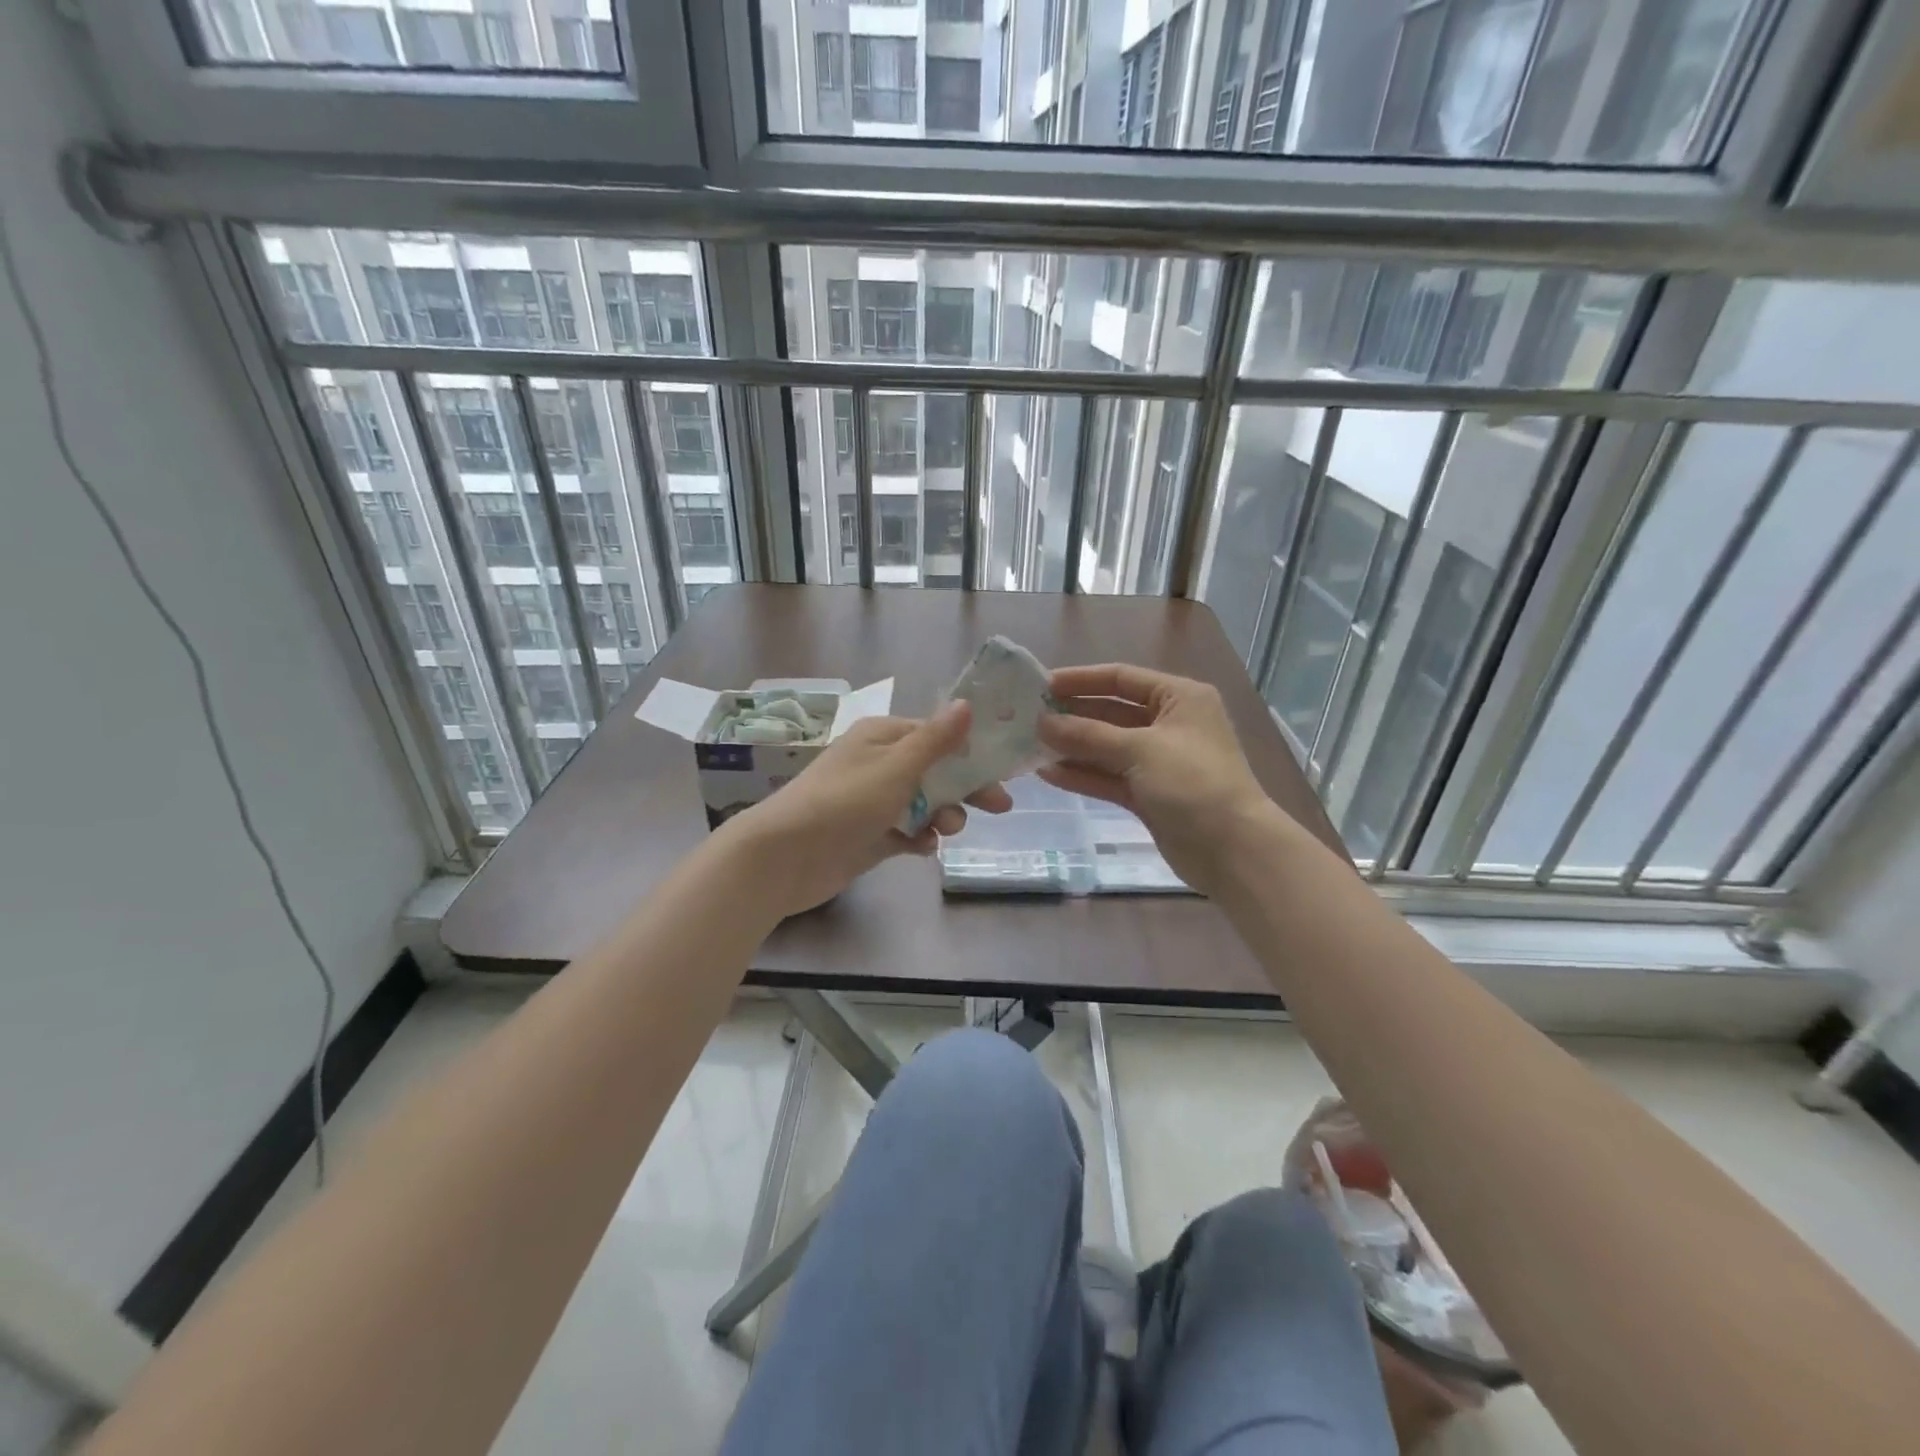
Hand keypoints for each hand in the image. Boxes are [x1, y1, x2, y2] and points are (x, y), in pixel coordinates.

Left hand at [720, 703, 1012, 918]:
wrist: (786, 856)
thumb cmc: (845, 801)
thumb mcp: (897, 766)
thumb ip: (936, 739)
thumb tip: (966, 703)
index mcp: (883, 737)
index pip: (937, 736)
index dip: (970, 751)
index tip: (1002, 768)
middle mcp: (879, 764)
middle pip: (935, 771)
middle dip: (965, 788)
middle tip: (1001, 807)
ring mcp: (873, 802)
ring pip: (923, 803)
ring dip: (942, 815)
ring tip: (946, 830)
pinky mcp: (869, 835)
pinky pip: (906, 832)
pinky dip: (919, 838)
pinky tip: (923, 848)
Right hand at [1037, 664, 1285, 897]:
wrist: (1232, 850)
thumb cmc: (1193, 783)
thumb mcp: (1140, 749)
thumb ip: (1088, 735)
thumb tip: (1042, 723)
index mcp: (1179, 698)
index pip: (1121, 678)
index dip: (1081, 680)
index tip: (1041, 686)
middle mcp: (1169, 724)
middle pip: (1111, 712)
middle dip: (1072, 715)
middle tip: (1028, 718)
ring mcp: (1158, 761)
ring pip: (1107, 747)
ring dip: (1072, 747)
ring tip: (1030, 746)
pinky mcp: (1148, 794)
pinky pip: (1109, 777)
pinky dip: (1082, 775)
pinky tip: (1048, 773)